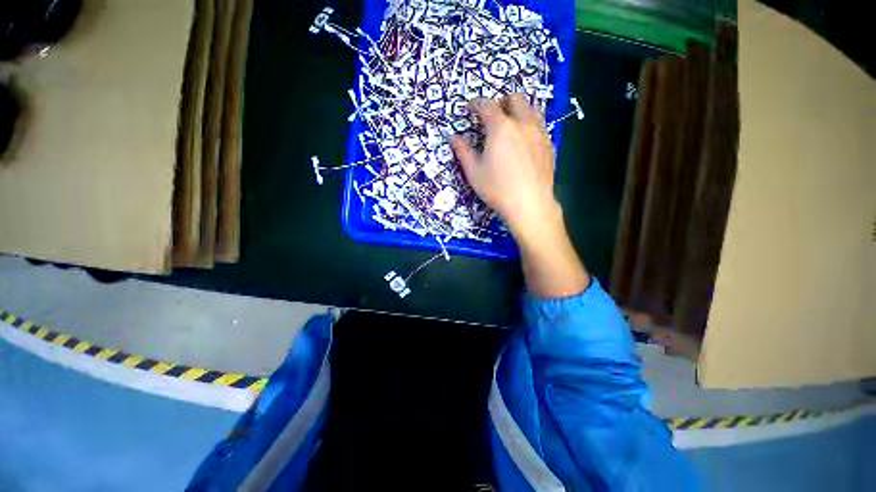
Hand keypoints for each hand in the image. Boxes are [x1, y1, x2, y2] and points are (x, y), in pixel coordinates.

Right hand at [452, 94, 587, 297]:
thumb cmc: (497, 189)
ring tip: (510, 125)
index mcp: (501, 127)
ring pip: (531, 109)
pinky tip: (524, 142)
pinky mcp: (549, 145)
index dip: (476, 104)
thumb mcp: (474, 172)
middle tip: (492, 115)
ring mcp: (540, 133)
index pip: (487, 105)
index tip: (470, 108)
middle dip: (501, 102)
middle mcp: (523, 123)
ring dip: (518, 111)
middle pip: (515, 99)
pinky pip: (540, 126)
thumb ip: (463, 152)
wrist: (530, 204)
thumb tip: (454, 138)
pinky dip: (529, 126)